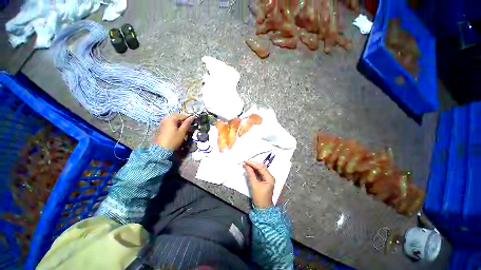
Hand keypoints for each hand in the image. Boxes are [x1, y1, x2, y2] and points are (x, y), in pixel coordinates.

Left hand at [155, 114, 193, 149]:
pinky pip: (171, 124)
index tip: (194, 120)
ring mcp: (163, 124)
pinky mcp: (163, 128)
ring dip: (181, 123)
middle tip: (190, 125)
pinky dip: (176, 126)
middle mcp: (166, 119)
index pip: (182, 115)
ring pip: (174, 121)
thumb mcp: (182, 132)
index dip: (189, 118)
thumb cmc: (173, 140)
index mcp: (171, 119)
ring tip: (186, 128)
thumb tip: (192, 118)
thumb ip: (187, 124)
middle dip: (184, 120)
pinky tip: (180, 130)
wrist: (162, 149)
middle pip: (177, 117)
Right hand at [243, 161, 274, 208]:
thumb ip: (250, 174)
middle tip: (245, 163)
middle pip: (261, 167)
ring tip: (246, 165)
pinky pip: (259, 173)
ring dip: (253, 167)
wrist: (263, 208)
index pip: (261, 167)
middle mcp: (270, 176)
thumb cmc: (259, 197)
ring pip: (260, 169)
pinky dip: (254, 171)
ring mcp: (267, 178)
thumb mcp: (254, 185)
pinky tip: (249, 169)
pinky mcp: (264, 180)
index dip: (253, 164)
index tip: (245, 161)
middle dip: (253, 164)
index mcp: (269, 177)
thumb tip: (246, 166)